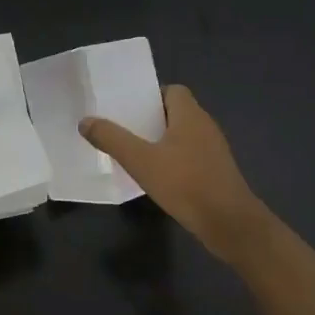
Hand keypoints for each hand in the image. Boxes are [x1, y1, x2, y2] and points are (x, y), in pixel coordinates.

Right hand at [80, 85, 267, 263]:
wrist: (229, 223)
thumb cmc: (185, 184)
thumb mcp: (141, 161)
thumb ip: (112, 139)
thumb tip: (85, 121)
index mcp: (191, 115)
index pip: (173, 90)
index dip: (151, 96)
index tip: (128, 109)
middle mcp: (206, 126)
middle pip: (176, 113)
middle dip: (151, 120)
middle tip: (124, 131)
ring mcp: (214, 150)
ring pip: (183, 136)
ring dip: (162, 142)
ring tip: (135, 154)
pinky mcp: (217, 172)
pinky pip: (191, 156)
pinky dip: (174, 161)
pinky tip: (158, 178)